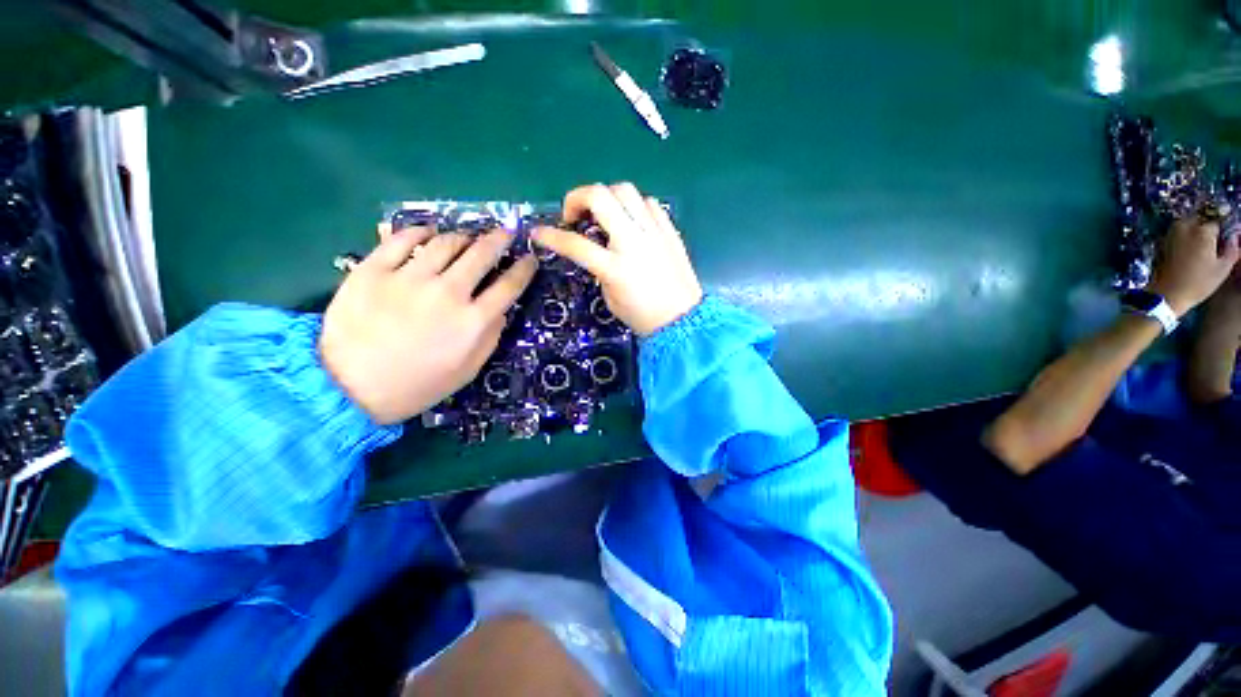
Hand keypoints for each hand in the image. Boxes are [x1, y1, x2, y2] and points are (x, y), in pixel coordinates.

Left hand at [319, 227, 536, 423]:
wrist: (351, 388)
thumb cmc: (419, 384)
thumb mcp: (469, 369)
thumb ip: (491, 336)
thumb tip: (500, 309)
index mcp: (473, 321)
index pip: (509, 286)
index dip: (524, 269)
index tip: (529, 259)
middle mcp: (447, 293)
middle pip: (481, 254)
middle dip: (499, 240)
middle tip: (505, 233)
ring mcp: (409, 279)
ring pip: (445, 242)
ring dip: (462, 236)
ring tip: (466, 238)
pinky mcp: (374, 270)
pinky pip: (401, 239)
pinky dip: (419, 231)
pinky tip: (427, 232)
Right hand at [532, 183, 703, 335]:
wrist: (683, 318)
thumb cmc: (643, 316)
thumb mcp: (610, 298)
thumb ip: (599, 270)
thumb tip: (597, 250)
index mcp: (615, 267)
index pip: (575, 244)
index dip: (551, 236)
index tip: (538, 232)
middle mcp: (633, 242)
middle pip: (600, 196)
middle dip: (577, 197)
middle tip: (574, 216)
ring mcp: (654, 232)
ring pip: (625, 190)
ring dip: (606, 197)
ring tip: (604, 215)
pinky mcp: (669, 230)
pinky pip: (648, 203)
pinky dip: (633, 206)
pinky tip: (631, 222)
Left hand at [1147, 218, 1240, 315]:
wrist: (1167, 294)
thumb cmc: (1198, 283)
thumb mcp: (1222, 268)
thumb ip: (1232, 250)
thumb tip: (1235, 239)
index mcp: (1203, 230)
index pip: (1218, 222)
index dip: (1222, 232)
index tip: (1224, 242)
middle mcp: (1185, 226)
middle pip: (1202, 220)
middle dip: (1208, 230)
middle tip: (1212, 246)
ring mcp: (1171, 232)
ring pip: (1189, 225)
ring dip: (1195, 233)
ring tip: (1200, 251)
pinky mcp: (1162, 241)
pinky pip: (1177, 233)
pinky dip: (1184, 238)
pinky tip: (1187, 254)